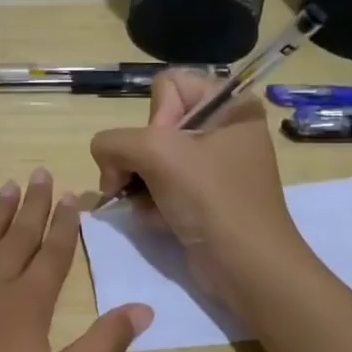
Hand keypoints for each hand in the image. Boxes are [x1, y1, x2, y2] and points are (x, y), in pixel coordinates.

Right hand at [89, 69, 300, 306]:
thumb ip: (114, 141)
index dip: (155, 117)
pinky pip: (160, 186)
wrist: (246, 266)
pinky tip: (160, 221)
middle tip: (139, 183)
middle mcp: (223, 129)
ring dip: (141, 185)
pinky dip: (152, 204)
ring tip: (152, 207)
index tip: (165, 150)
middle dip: (139, 158)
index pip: (167, 85)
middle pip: (153, 126)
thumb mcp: (156, 153)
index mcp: (229, 104)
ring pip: (150, 159)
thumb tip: (104, 159)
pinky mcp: (203, 196)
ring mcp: (213, 165)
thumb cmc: (212, 199)